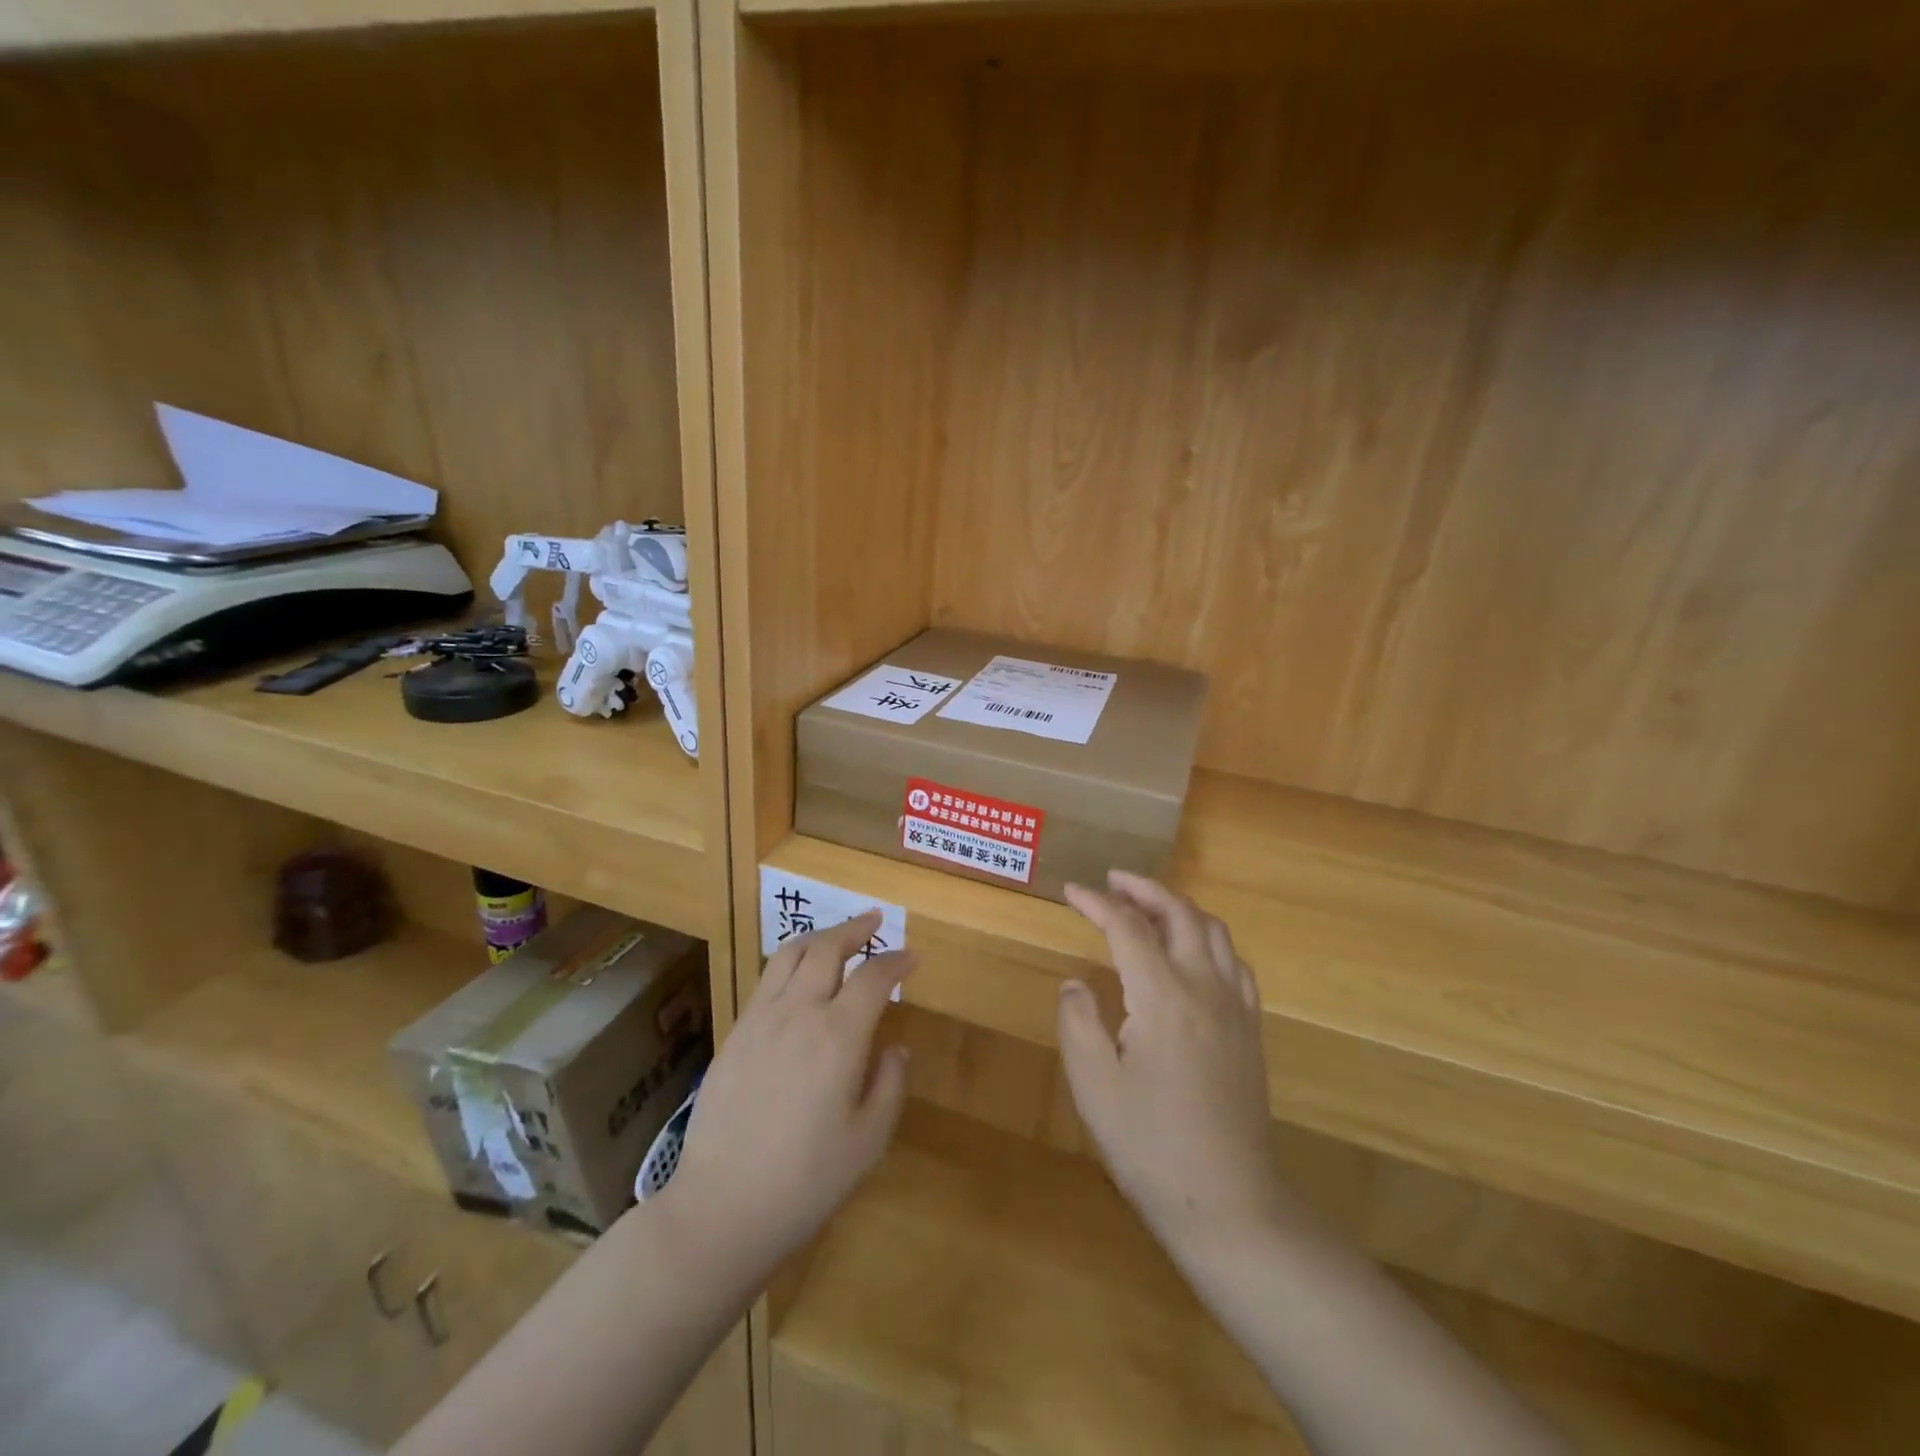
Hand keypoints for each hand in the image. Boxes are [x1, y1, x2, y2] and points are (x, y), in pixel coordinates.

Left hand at [666, 913, 912, 1279]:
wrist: (720, 1208)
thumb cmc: (805, 1181)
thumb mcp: (868, 1141)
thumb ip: (889, 1085)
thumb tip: (894, 1048)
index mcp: (838, 1036)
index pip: (873, 977)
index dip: (895, 960)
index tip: (910, 956)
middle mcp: (798, 1012)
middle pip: (827, 949)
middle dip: (855, 929)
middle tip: (874, 921)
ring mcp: (760, 1019)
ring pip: (790, 954)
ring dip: (819, 937)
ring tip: (836, 936)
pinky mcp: (734, 1033)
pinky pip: (766, 979)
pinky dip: (790, 962)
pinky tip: (798, 977)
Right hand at [1059, 872, 1293, 1255]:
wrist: (1228, 1202)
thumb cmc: (1150, 1145)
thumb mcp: (1094, 1085)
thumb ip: (1078, 1022)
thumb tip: (1076, 983)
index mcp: (1162, 996)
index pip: (1127, 927)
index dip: (1096, 902)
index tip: (1070, 891)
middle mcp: (1204, 987)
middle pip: (1179, 913)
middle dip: (1143, 889)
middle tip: (1112, 881)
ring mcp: (1235, 1007)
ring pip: (1213, 930)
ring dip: (1178, 907)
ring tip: (1148, 907)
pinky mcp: (1250, 1029)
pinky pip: (1234, 961)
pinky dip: (1208, 938)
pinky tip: (1192, 953)